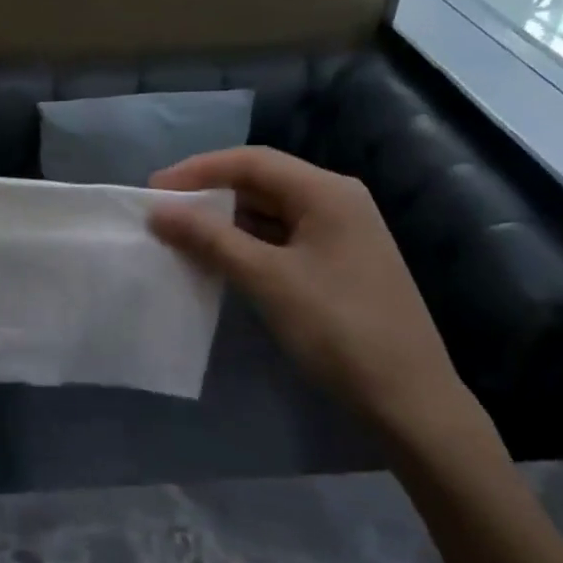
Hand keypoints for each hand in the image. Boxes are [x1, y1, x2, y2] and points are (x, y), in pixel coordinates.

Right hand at [147, 148, 469, 435]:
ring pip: (271, 212)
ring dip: (226, 220)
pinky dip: (247, 243)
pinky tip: (218, 258)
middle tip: (163, 211)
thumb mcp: (267, 279)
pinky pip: (282, 238)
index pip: (251, 162)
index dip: (198, 170)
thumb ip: (209, 239)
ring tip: (181, 233)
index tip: (153, 190)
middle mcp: (337, 201)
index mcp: (327, 192)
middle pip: (262, 182)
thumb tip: (158, 212)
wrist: (409, 400)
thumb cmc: (337, 328)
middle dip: (209, 194)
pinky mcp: (338, 263)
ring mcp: (341, 233)